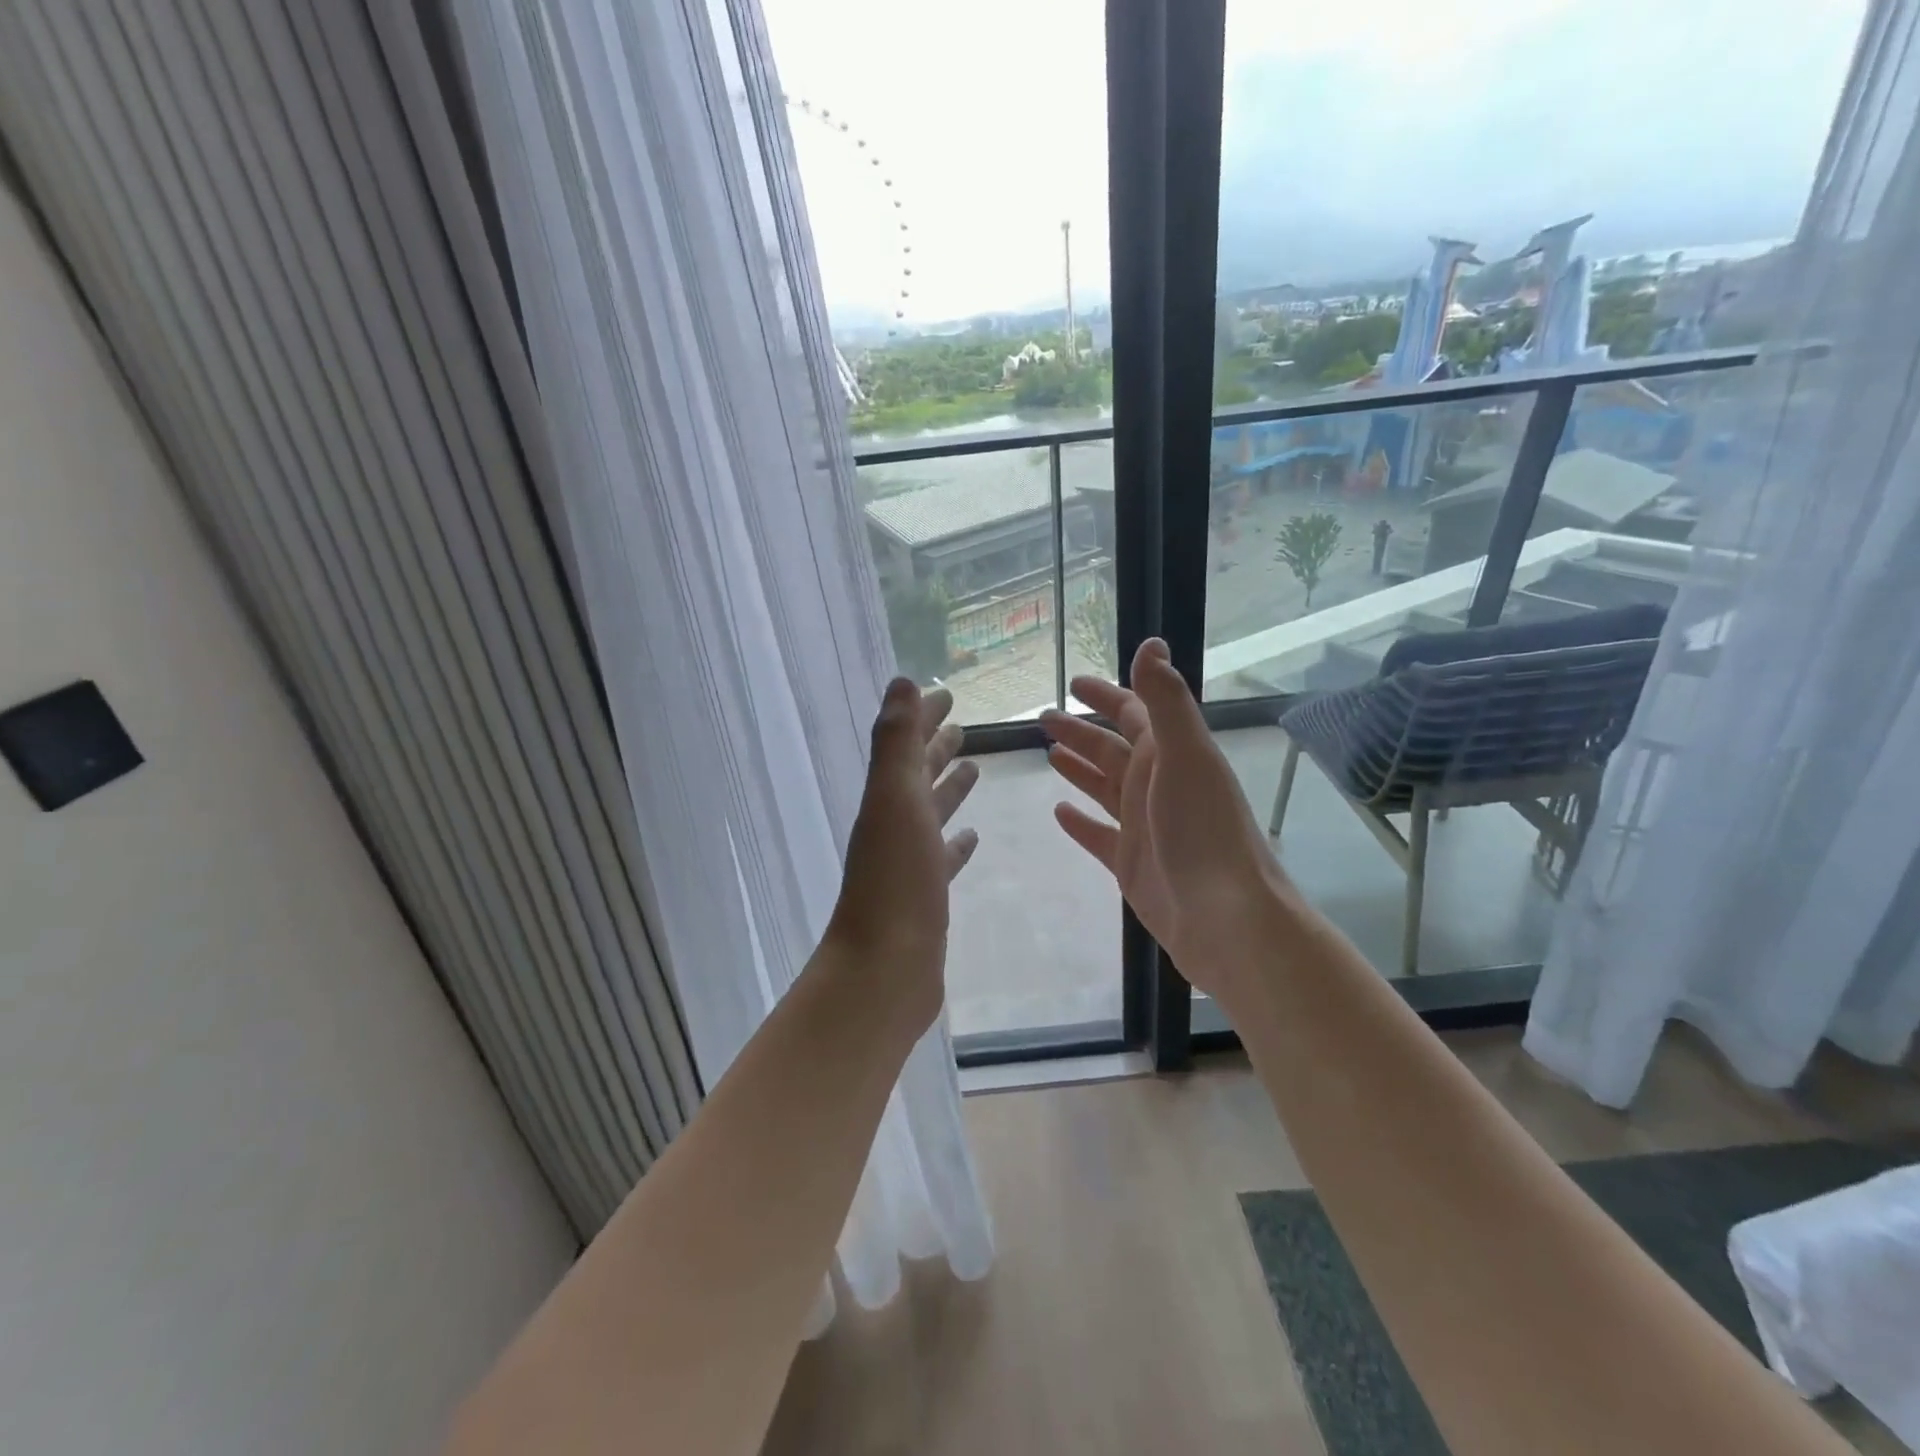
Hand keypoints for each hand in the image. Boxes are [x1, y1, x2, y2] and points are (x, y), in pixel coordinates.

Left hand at [825, 679, 980, 1030]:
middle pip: (917, 776)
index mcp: (887, 799)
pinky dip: (955, 844)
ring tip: (972, 770)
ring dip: (948, 790)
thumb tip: (901, 681)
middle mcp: (894, 825)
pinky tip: (971, 839)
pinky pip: (942, 859)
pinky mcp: (926, 896)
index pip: (907, 745)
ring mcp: (909, 863)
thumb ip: (898, 741)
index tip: (947, 695)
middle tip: (962, 726)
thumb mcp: (895, 799)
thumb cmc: (896, 880)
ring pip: (931, 814)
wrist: (885, 970)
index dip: (924, 718)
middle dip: (935, 748)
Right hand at [1040, 639, 1300, 1003]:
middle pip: (1112, 748)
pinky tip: (1059, 812)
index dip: (1106, 695)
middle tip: (1043, 719)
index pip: (1134, 712)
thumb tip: (1152, 642)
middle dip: (1080, 731)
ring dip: (1079, 768)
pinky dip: (1080, 822)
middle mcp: (1156, 784)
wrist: (1225, 917)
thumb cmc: (1203, 829)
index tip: (1073, 683)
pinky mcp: (1131, 863)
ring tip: (1048, 754)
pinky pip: (1099, 834)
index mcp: (1170, 755)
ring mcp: (1143, 825)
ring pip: (1104, 787)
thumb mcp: (1184, 754)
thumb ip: (1165, 699)